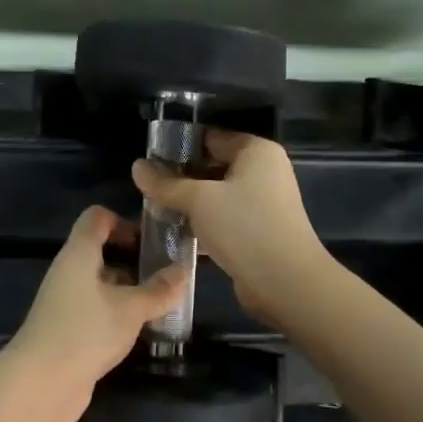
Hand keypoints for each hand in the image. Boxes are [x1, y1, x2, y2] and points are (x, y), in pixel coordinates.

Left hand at [0, 206, 189, 421]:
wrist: (40, 385)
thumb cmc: (85, 332)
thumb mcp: (130, 309)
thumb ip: (159, 290)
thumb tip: (186, 269)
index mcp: (79, 253)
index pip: (97, 218)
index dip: (124, 222)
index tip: (152, 241)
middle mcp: (69, 271)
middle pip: (102, 250)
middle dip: (134, 260)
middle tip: (168, 274)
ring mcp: (67, 302)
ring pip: (102, 283)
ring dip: (130, 290)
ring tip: (164, 303)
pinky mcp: (69, 329)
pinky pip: (98, 309)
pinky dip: (119, 313)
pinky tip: (142, 329)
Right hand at [132, 131, 329, 325]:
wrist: (285, 283)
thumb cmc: (244, 227)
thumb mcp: (198, 200)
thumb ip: (165, 183)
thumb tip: (137, 167)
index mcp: (256, 151)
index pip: (211, 138)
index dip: (179, 147)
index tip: (149, 160)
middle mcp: (264, 172)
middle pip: (213, 166)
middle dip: (181, 178)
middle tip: (148, 188)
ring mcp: (264, 203)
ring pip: (217, 196)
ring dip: (190, 204)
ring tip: (156, 210)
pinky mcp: (259, 232)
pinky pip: (224, 219)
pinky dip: (203, 224)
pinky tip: (175, 233)